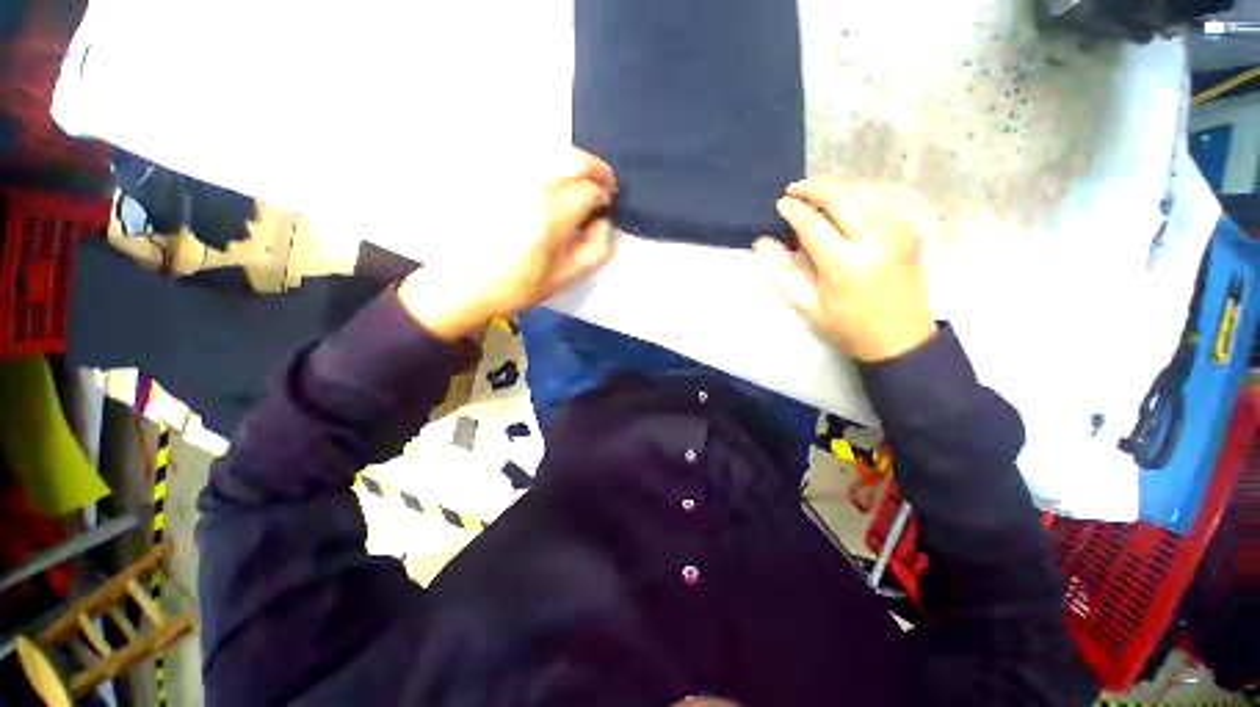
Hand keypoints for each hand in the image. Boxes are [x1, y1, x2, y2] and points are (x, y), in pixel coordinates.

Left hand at [398, 149, 617, 340]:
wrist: (465, 283)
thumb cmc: (518, 286)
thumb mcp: (566, 277)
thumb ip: (595, 249)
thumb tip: (603, 221)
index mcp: (552, 217)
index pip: (589, 190)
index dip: (604, 195)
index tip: (608, 204)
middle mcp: (532, 188)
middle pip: (573, 160)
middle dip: (596, 169)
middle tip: (604, 184)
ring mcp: (510, 178)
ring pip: (552, 154)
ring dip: (574, 165)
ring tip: (581, 183)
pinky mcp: (494, 177)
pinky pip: (530, 159)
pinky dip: (550, 164)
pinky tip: (553, 183)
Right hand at [753, 179, 936, 362]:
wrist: (899, 338)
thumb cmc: (846, 326)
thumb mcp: (806, 305)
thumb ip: (781, 272)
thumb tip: (761, 243)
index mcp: (844, 264)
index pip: (813, 223)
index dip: (793, 209)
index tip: (780, 204)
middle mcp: (874, 239)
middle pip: (841, 196)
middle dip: (813, 187)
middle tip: (794, 190)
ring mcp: (898, 231)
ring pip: (864, 190)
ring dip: (837, 188)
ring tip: (817, 196)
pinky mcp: (910, 231)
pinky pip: (883, 198)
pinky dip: (860, 195)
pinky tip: (846, 205)